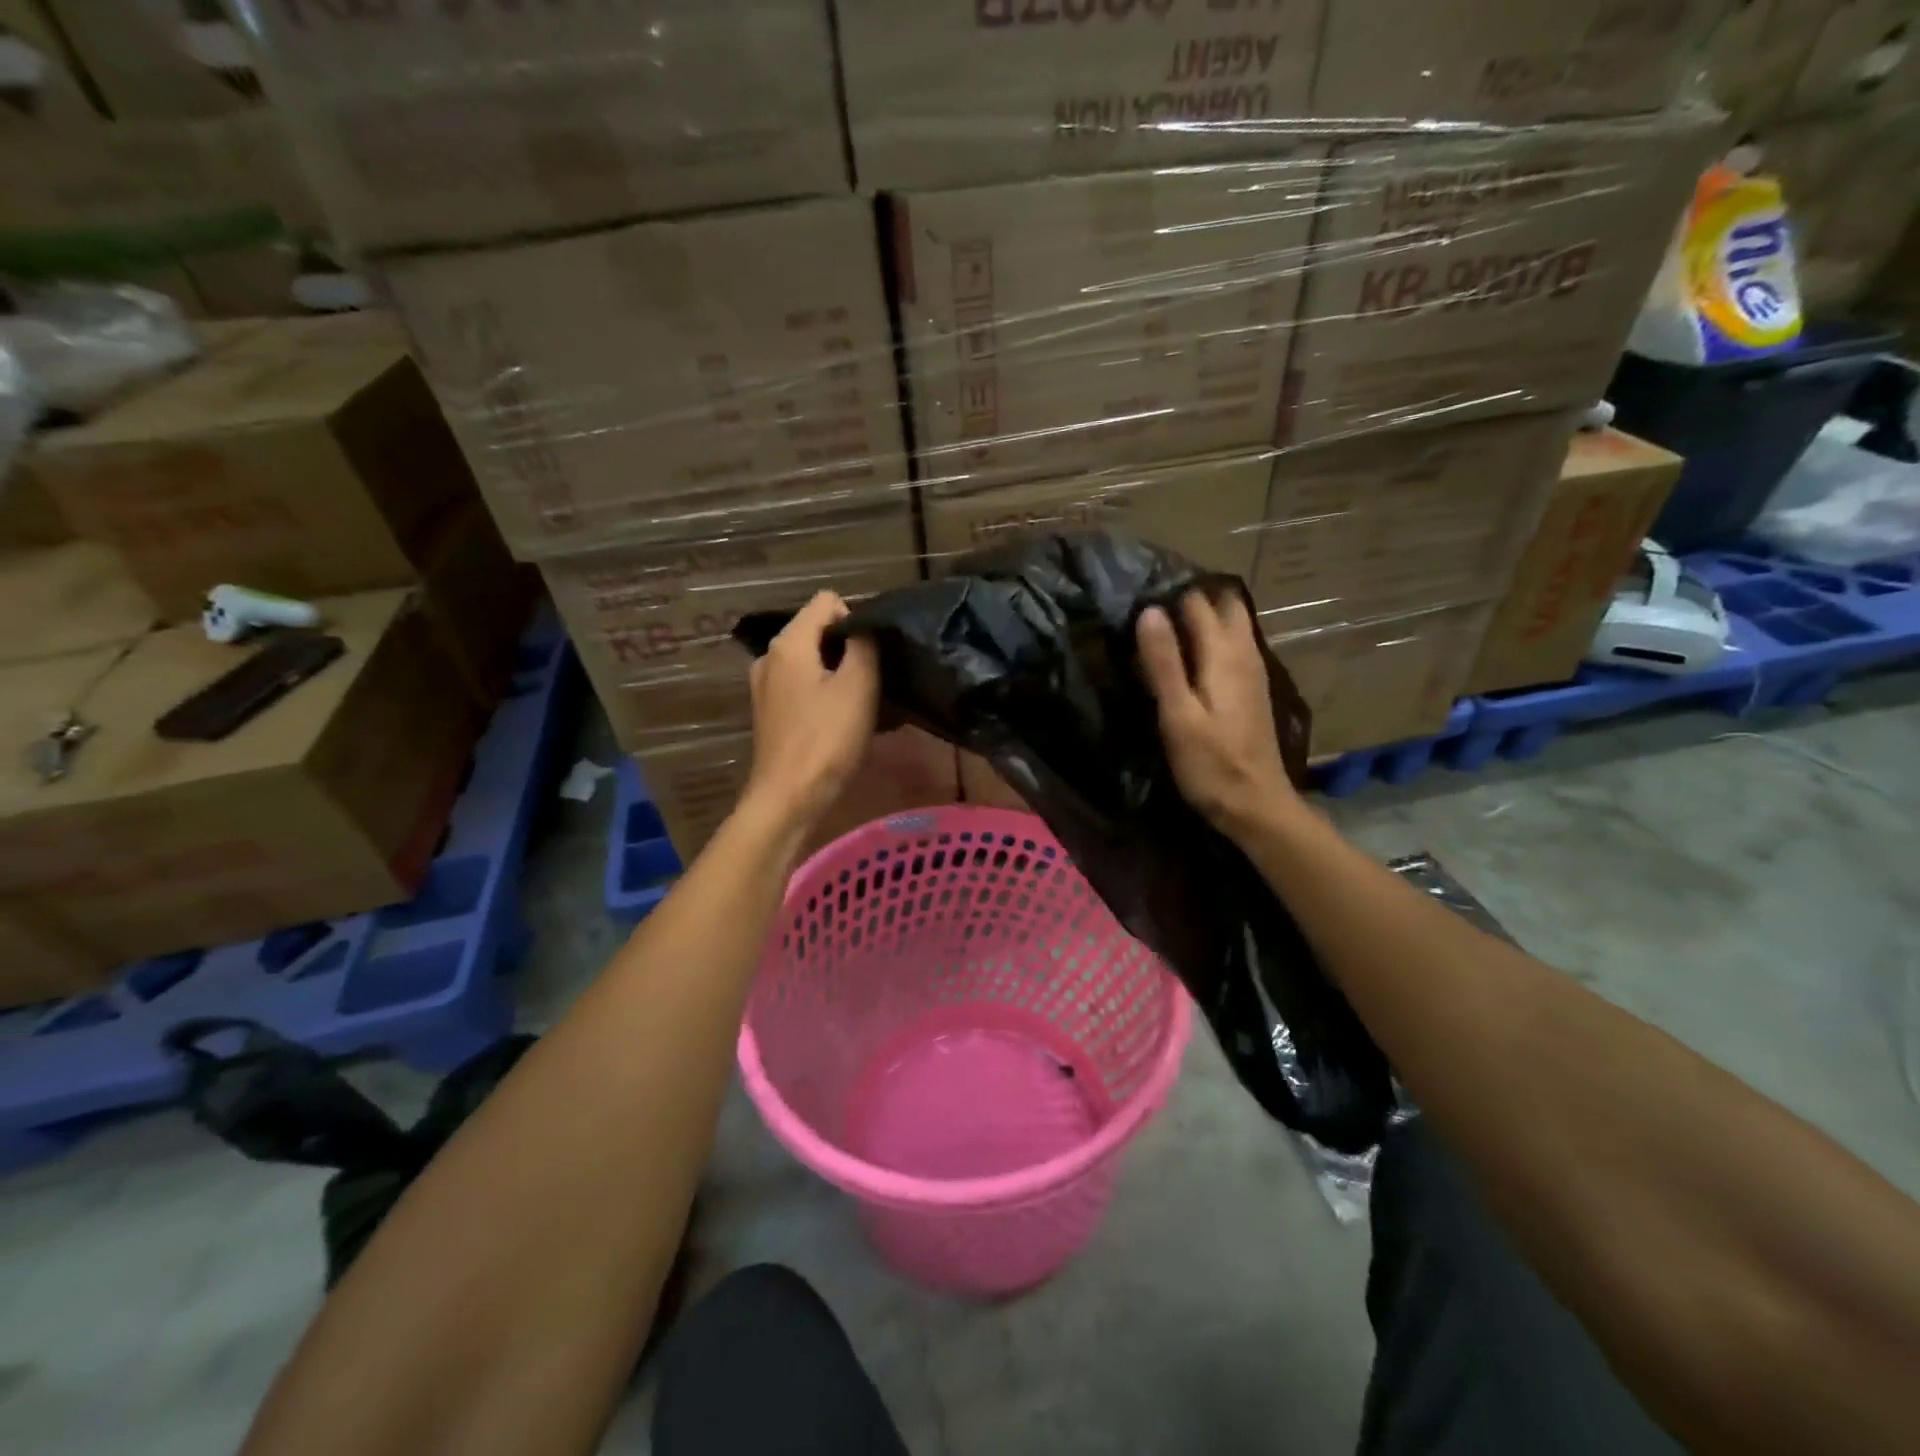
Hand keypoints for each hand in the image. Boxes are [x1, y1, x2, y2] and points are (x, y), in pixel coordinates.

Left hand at [743, 591, 879, 833]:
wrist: (789, 797)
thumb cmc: (826, 739)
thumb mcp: (858, 686)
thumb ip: (863, 645)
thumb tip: (864, 625)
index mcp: (789, 643)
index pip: (827, 601)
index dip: (856, 617)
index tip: (875, 650)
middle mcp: (770, 656)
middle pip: (817, 630)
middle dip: (848, 646)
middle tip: (876, 677)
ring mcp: (766, 685)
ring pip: (811, 660)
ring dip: (838, 672)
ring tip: (863, 700)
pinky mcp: (770, 711)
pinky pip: (802, 685)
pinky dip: (823, 693)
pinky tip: (841, 718)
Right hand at [1136, 590, 1300, 840]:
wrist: (1256, 805)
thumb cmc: (1211, 764)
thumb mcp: (1178, 715)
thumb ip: (1164, 662)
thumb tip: (1149, 610)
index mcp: (1225, 654)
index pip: (1199, 602)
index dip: (1170, 595)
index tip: (1137, 597)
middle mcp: (1245, 653)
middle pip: (1224, 605)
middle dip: (1192, 599)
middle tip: (1151, 610)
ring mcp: (1252, 671)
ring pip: (1231, 625)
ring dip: (1202, 619)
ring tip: (1161, 629)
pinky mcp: (1250, 690)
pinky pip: (1232, 646)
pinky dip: (1210, 640)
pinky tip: (1186, 659)